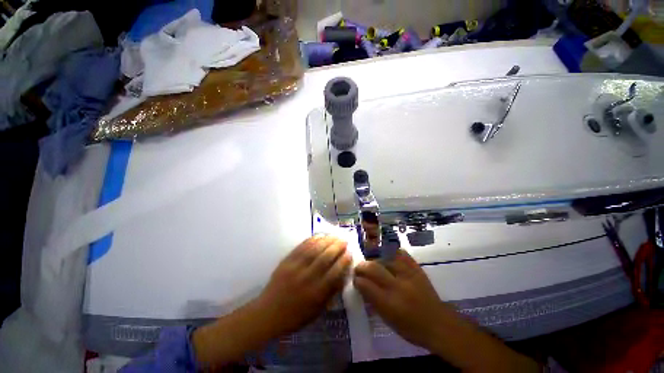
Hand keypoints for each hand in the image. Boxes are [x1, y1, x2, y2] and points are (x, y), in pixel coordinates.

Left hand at [256, 235, 351, 335]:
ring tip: (334, 235)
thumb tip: (343, 274)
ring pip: (314, 249)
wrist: (268, 313)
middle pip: (326, 257)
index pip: (335, 272)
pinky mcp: (287, 261)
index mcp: (316, 293)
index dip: (344, 260)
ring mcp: (296, 267)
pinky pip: (302, 247)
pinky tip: (319, 236)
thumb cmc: (296, 316)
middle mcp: (307, 277)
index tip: (349, 252)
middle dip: (337, 247)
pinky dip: (312, 239)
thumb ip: (331, 292)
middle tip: (344, 240)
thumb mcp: (317, 310)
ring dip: (327, 240)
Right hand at [354, 250, 538, 371]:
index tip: (354, 278)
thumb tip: (362, 285)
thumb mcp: (389, 320)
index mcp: (389, 304)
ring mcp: (409, 275)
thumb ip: (373, 301)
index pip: (366, 285)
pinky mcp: (417, 269)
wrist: (439, 324)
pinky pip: (401, 254)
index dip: (357, 280)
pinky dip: (393, 253)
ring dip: (376, 259)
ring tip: (373, 262)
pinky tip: (388, 256)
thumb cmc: (412, 328)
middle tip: (359, 267)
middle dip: (362, 266)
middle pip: (373, 268)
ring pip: (385, 258)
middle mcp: (397, 287)